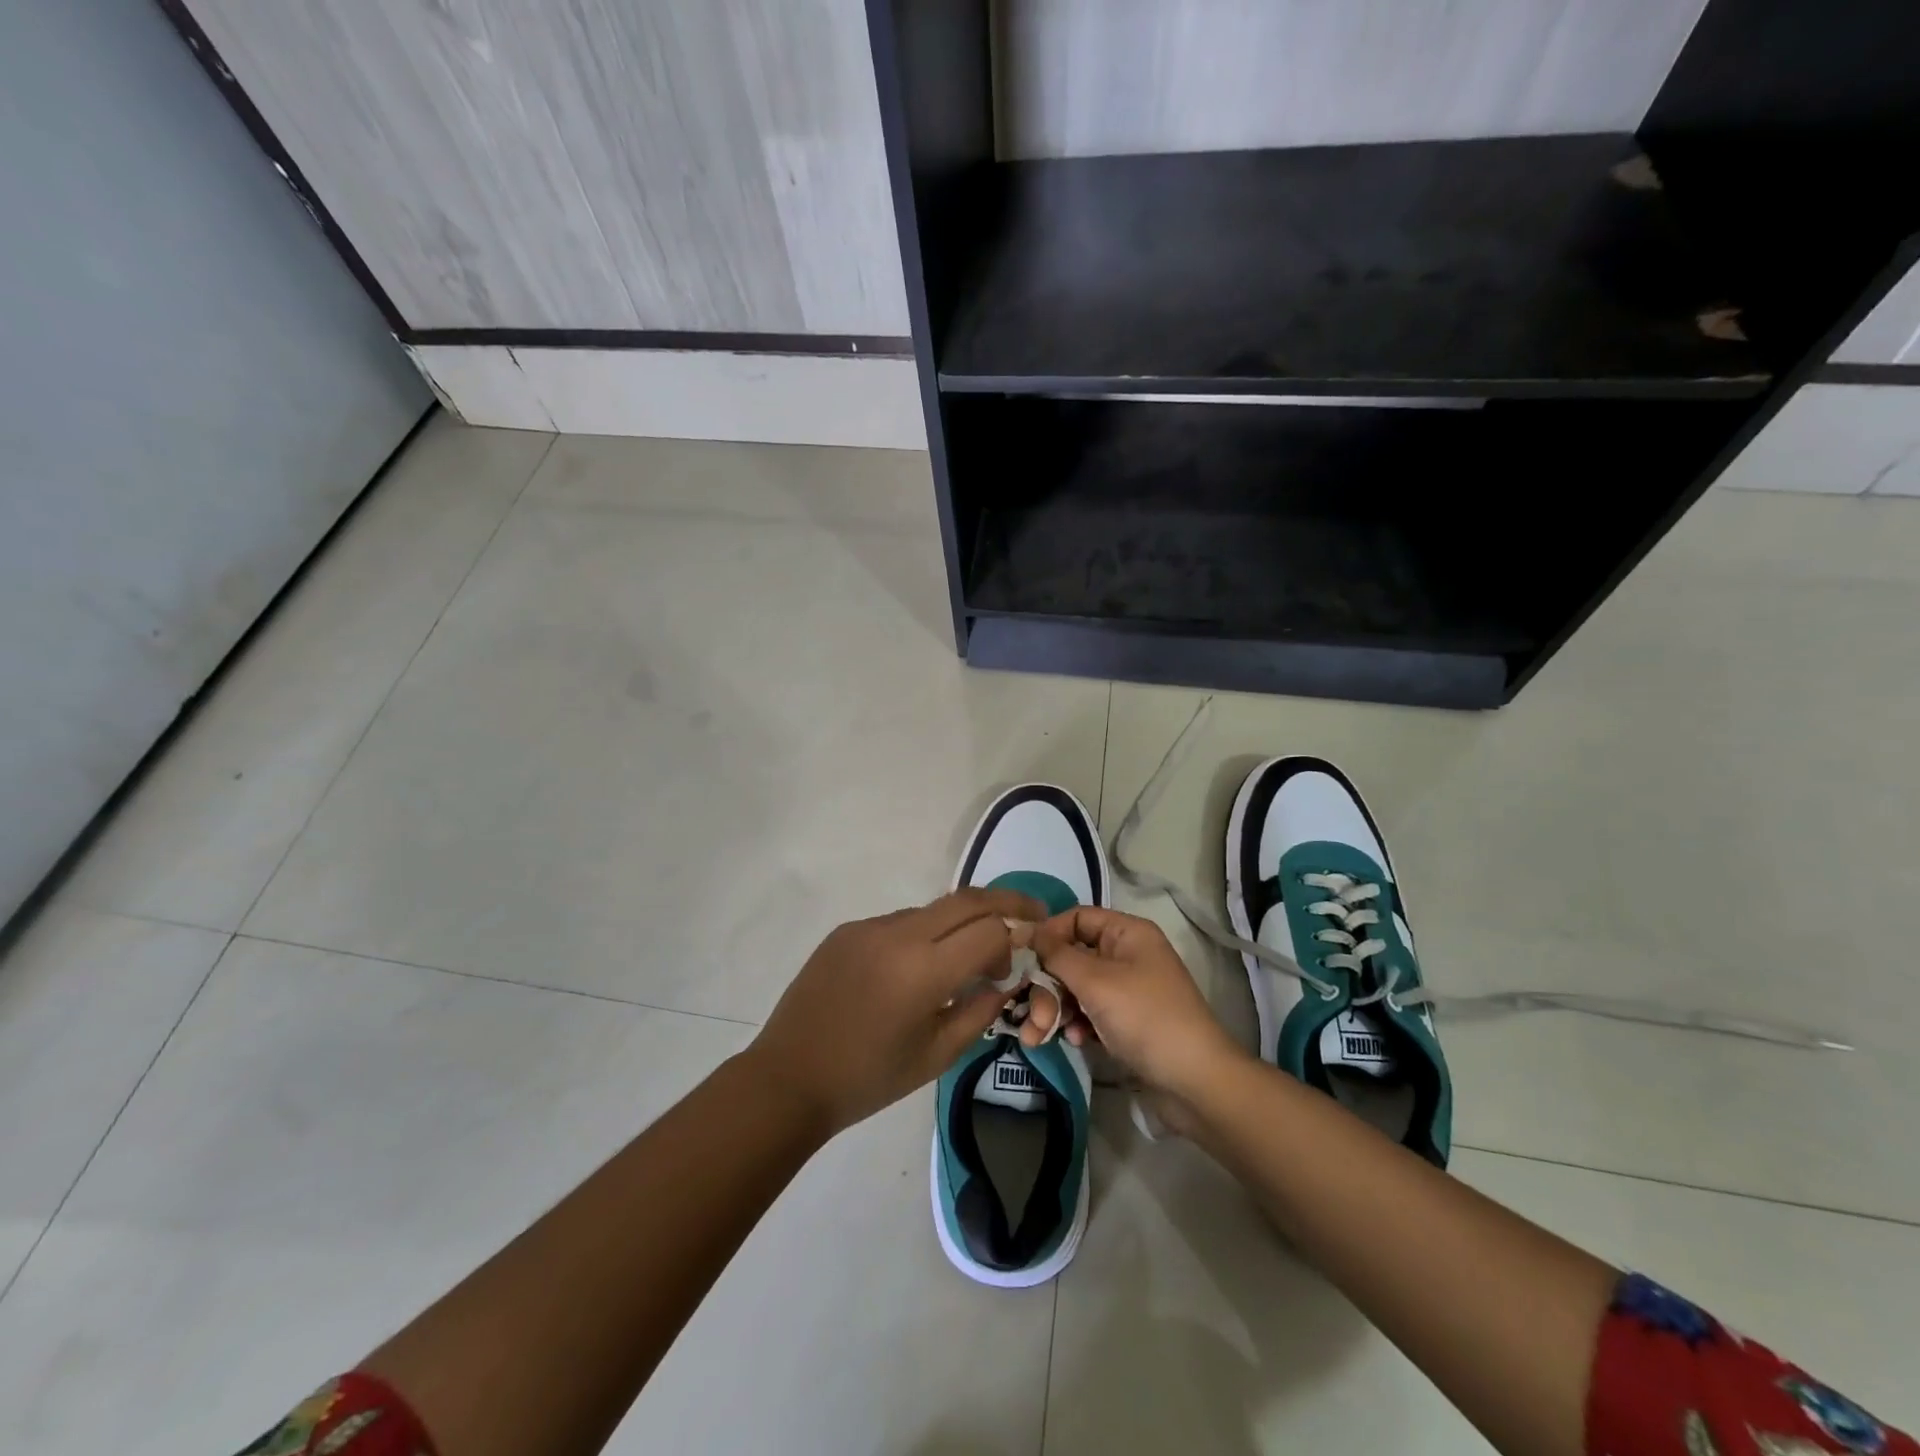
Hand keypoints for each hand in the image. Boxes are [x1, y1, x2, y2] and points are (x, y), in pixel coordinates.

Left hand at [747, 887, 1044, 1135]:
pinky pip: (899, 922)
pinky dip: (923, 935)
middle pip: (967, 900)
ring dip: (959, 924)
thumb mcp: (936, 1055)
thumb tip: (1005, 980)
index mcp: (922, 970)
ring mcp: (868, 927)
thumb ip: (979, 1012)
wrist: (789, 1078)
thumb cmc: (868, 1079)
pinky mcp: (847, 930)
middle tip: (1031, 914)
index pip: (990, 929)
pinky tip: (917, 969)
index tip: (1023, 956)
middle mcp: (897, 934)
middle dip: (1006, 903)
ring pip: (932, 910)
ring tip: (967, 959)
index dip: (1017, 937)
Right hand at [1028, 906, 1245, 1097]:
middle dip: (1047, 986)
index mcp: (1127, 933)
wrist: (1195, 1083)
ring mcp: (1127, 990)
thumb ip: (1056, 955)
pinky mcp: (1126, 1022)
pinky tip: (1073, 1040)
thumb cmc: (1145, 1018)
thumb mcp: (1096, 982)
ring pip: (1077, 988)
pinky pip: (1090, 1012)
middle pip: (1072, 957)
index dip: (1047, 935)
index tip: (1020, 959)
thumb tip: (1026, 930)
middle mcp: (1127, 955)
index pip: (1076, 919)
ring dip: (1055, 1009)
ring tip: (1037, 1036)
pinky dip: (1076, 1023)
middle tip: (1030, 1015)